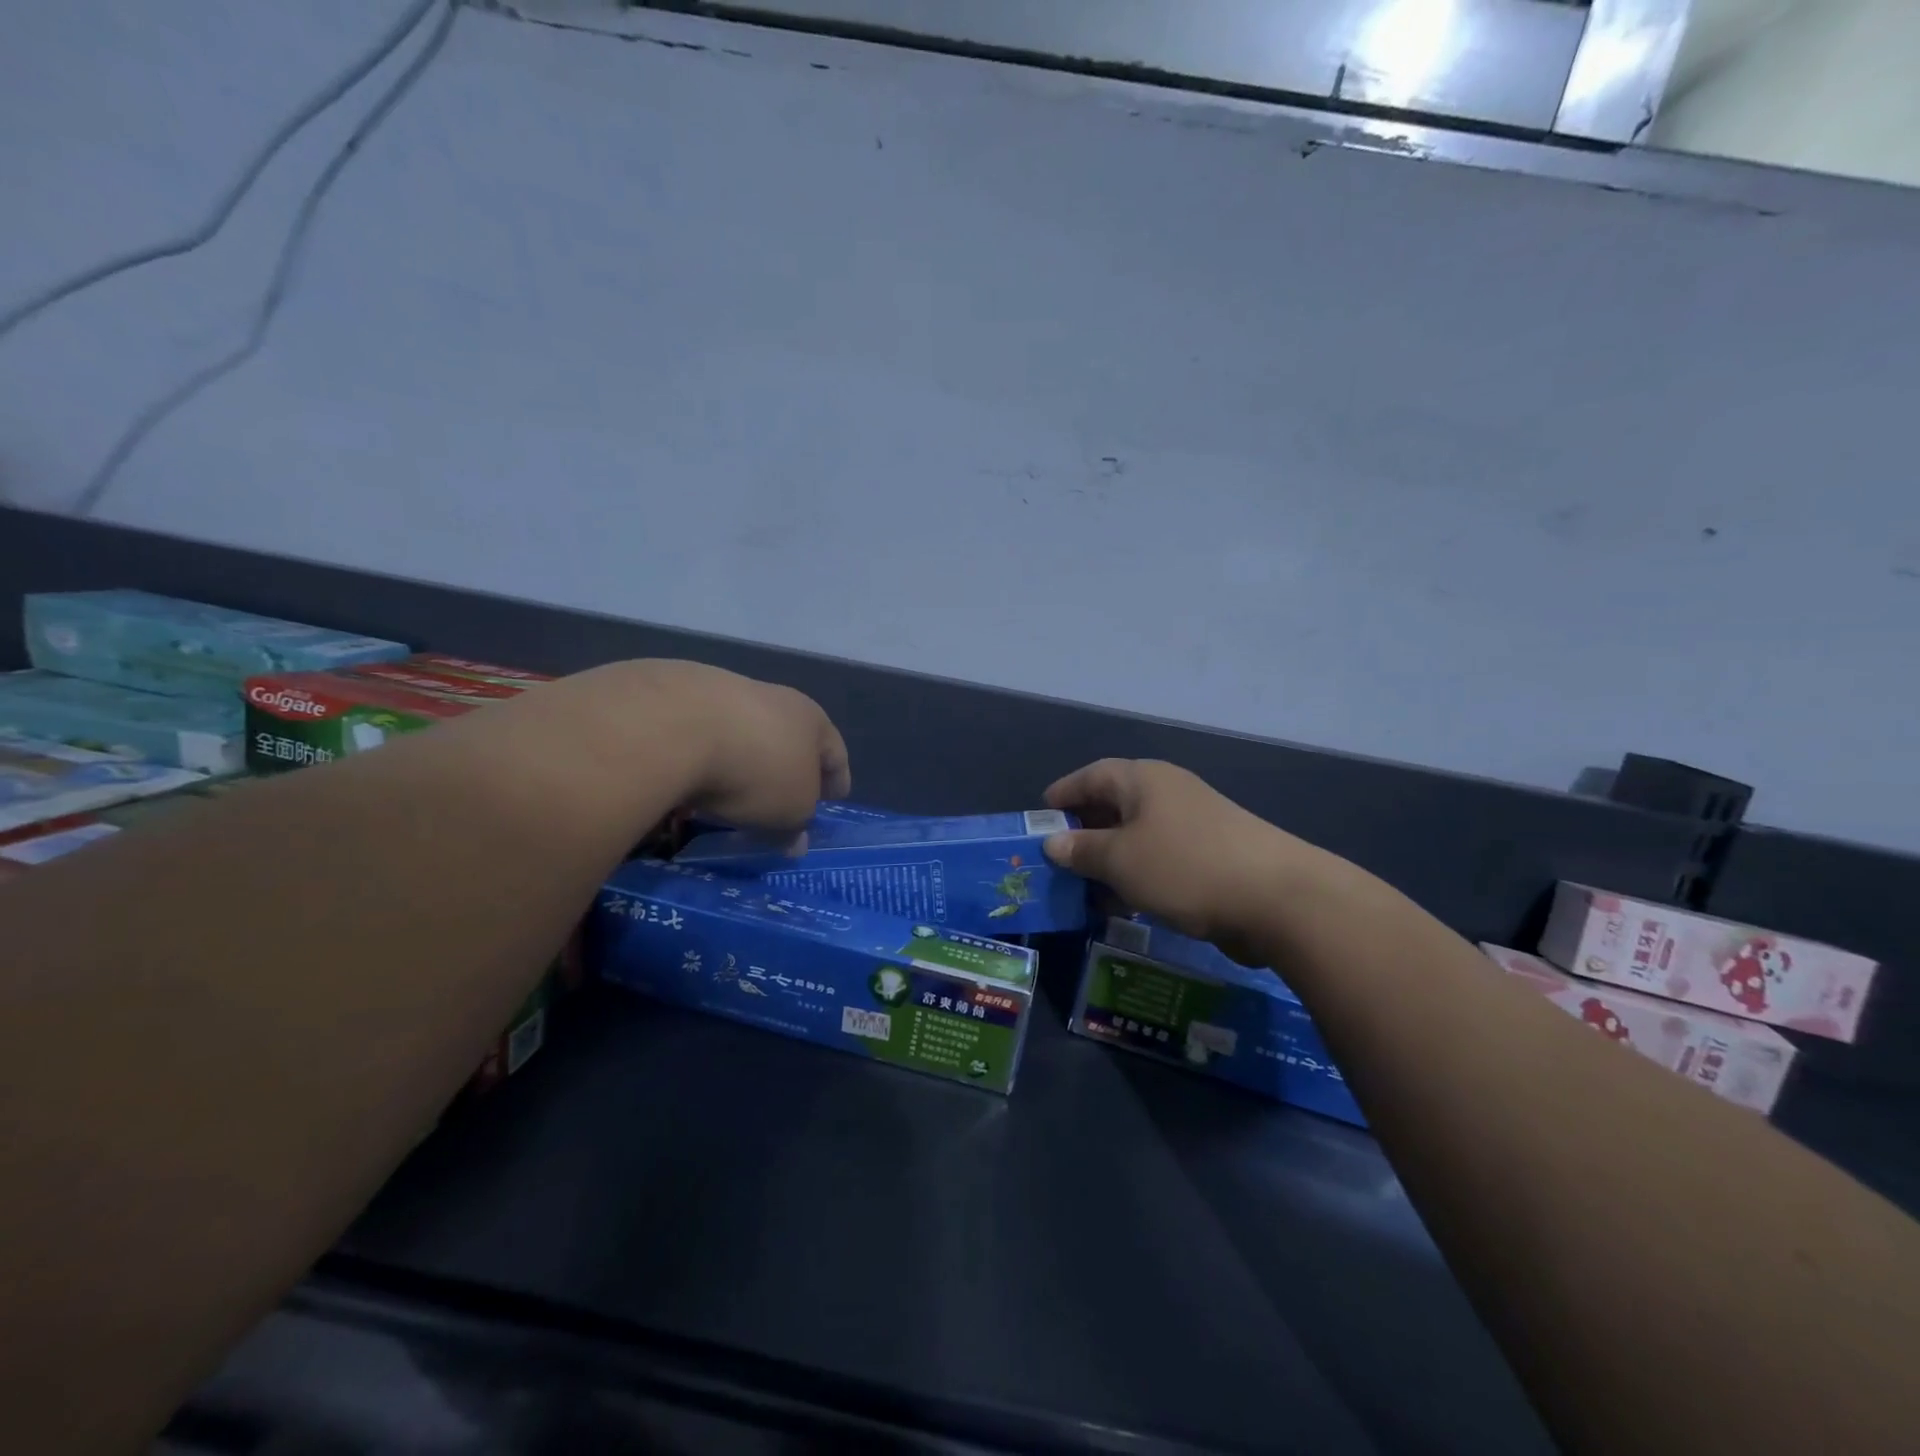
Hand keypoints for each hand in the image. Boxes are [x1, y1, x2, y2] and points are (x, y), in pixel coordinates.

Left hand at [642, 661, 849, 830]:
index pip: (834, 751)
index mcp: (811, 719)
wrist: (673, 725)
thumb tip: (796, 841)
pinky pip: (699, 736)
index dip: (836, 778)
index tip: (833, 799)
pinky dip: (702, 757)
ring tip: (730, 795)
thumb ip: (796, 826)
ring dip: (742, 761)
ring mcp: (723, 691)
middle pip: (788, 739)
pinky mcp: (676, 696)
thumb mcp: (789, 812)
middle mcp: (773, 698)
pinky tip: (690, 779)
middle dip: (787, 770)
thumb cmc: (756, 770)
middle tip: (782, 801)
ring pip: (742, 734)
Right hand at [1042, 759, 1325, 952]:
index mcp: (1143, 780)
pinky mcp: (1212, 854)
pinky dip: (1137, 874)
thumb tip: (1053, 842)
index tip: (1039, 817)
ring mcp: (1193, 822)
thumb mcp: (1120, 860)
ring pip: (1137, 835)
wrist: (1277, 898)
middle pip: (1114, 804)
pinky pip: (1160, 857)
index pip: (1091, 775)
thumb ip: (1081, 850)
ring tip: (1083, 888)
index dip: (1063, 794)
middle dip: (1083, 831)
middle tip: (1056, 858)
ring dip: (1109, 858)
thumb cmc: (1184, 867)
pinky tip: (1126, 903)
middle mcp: (1167, 792)